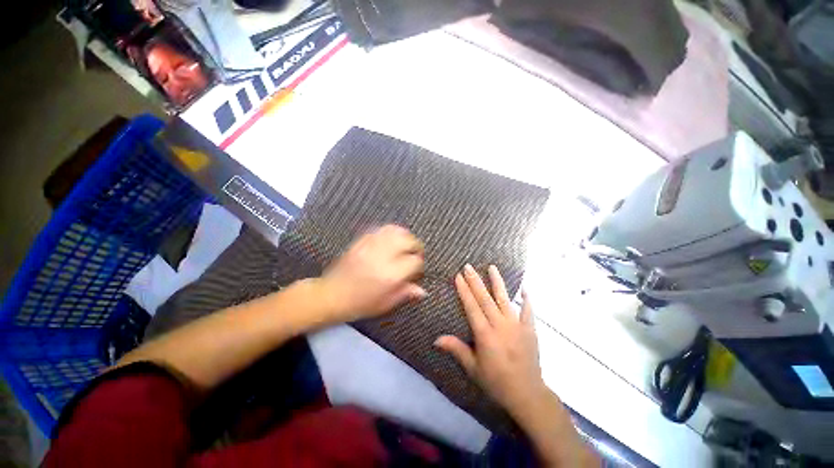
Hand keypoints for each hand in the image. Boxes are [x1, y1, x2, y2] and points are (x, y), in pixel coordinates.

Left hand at [319, 225, 425, 321]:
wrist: (332, 294)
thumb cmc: (360, 303)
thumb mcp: (386, 303)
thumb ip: (405, 293)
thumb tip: (422, 291)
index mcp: (391, 275)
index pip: (415, 261)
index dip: (419, 265)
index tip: (417, 270)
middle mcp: (383, 257)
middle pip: (408, 241)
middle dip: (416, 246)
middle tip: (414, 254)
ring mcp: (371, 247)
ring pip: (395, 231)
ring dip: (404, 235)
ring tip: (405, 243)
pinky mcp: (362, 241)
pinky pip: (380, 229)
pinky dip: (390, 231)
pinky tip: (391, 239)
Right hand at [435, 264, 545, 416]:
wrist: (527, 394)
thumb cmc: (496, 381)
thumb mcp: (473, 368)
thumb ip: (456, 349)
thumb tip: (436, 339)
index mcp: (485, 334)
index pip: (472, 306)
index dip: (464, 290)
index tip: (458, 276)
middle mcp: (500, 325)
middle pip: (485, 298)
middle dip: (475, 281)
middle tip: (468, 266)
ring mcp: (517, 325)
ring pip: (504, 299)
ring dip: (497, 282)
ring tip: (492, 267)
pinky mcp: (530, 329)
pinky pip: (528, 310)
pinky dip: (526, 298)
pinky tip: (524, 287)